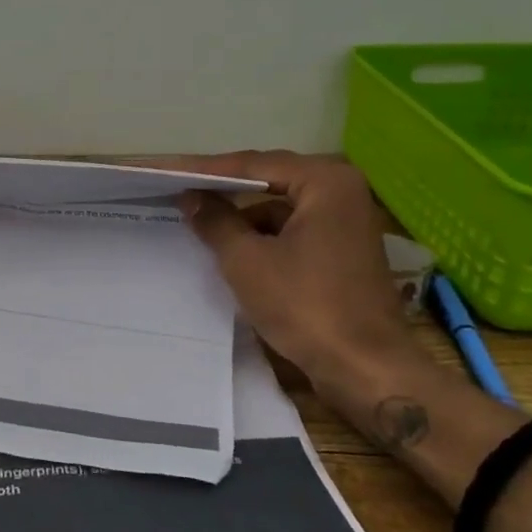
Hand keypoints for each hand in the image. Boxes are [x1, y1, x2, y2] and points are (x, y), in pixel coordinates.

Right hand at [175, 151, 429, 408]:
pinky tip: (231, 251)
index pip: (253, 164)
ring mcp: (345, 223)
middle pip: (269, 180)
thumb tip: (192, 199)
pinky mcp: (342, 252)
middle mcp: (341, 192)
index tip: (166, 171)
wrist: (365, 368)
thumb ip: (216, 222)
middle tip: (178, 188)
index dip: (204, 169)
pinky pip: (292, 231)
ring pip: (280, 208)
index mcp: (326, 181)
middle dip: (223, 188)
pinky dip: (262, 237)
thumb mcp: (247, 261)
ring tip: (198, 223)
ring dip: (241, 216)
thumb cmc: (306, 305)